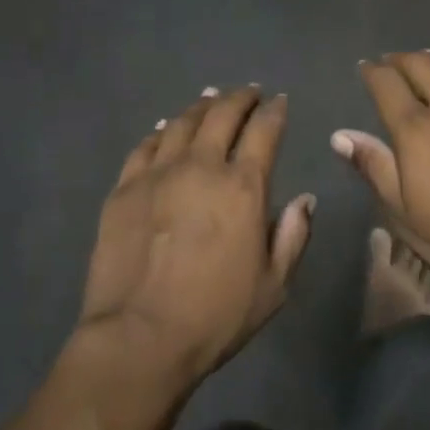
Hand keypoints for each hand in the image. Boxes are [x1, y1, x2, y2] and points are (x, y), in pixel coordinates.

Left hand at [77, 87, 313, 388]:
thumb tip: (305, 199)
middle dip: (240, 97)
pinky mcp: (125, 187)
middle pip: (222, 114)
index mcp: (243, 186)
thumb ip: (293, 236)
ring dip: (202, 106)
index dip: (274, 111)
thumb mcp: (273, 287)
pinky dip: (162, 130)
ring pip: (183, 122)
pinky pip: (146, 145)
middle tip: (248, 92)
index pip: (264, 131)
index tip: (279, 101)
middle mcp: (202, 166)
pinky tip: (167, 128)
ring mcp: (159, 172)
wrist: (138, 338)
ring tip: (211, 98)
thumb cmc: (214, 316)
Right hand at [334, 53, 429, 303]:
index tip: (367, 68)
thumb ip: (375, 168)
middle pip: (422, 64)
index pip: (387, 84)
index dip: (373, 72)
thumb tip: (341, 135)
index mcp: (417, 130)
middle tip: (393, 62)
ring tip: (429, 64)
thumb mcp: (405, 216)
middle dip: (402, 59)